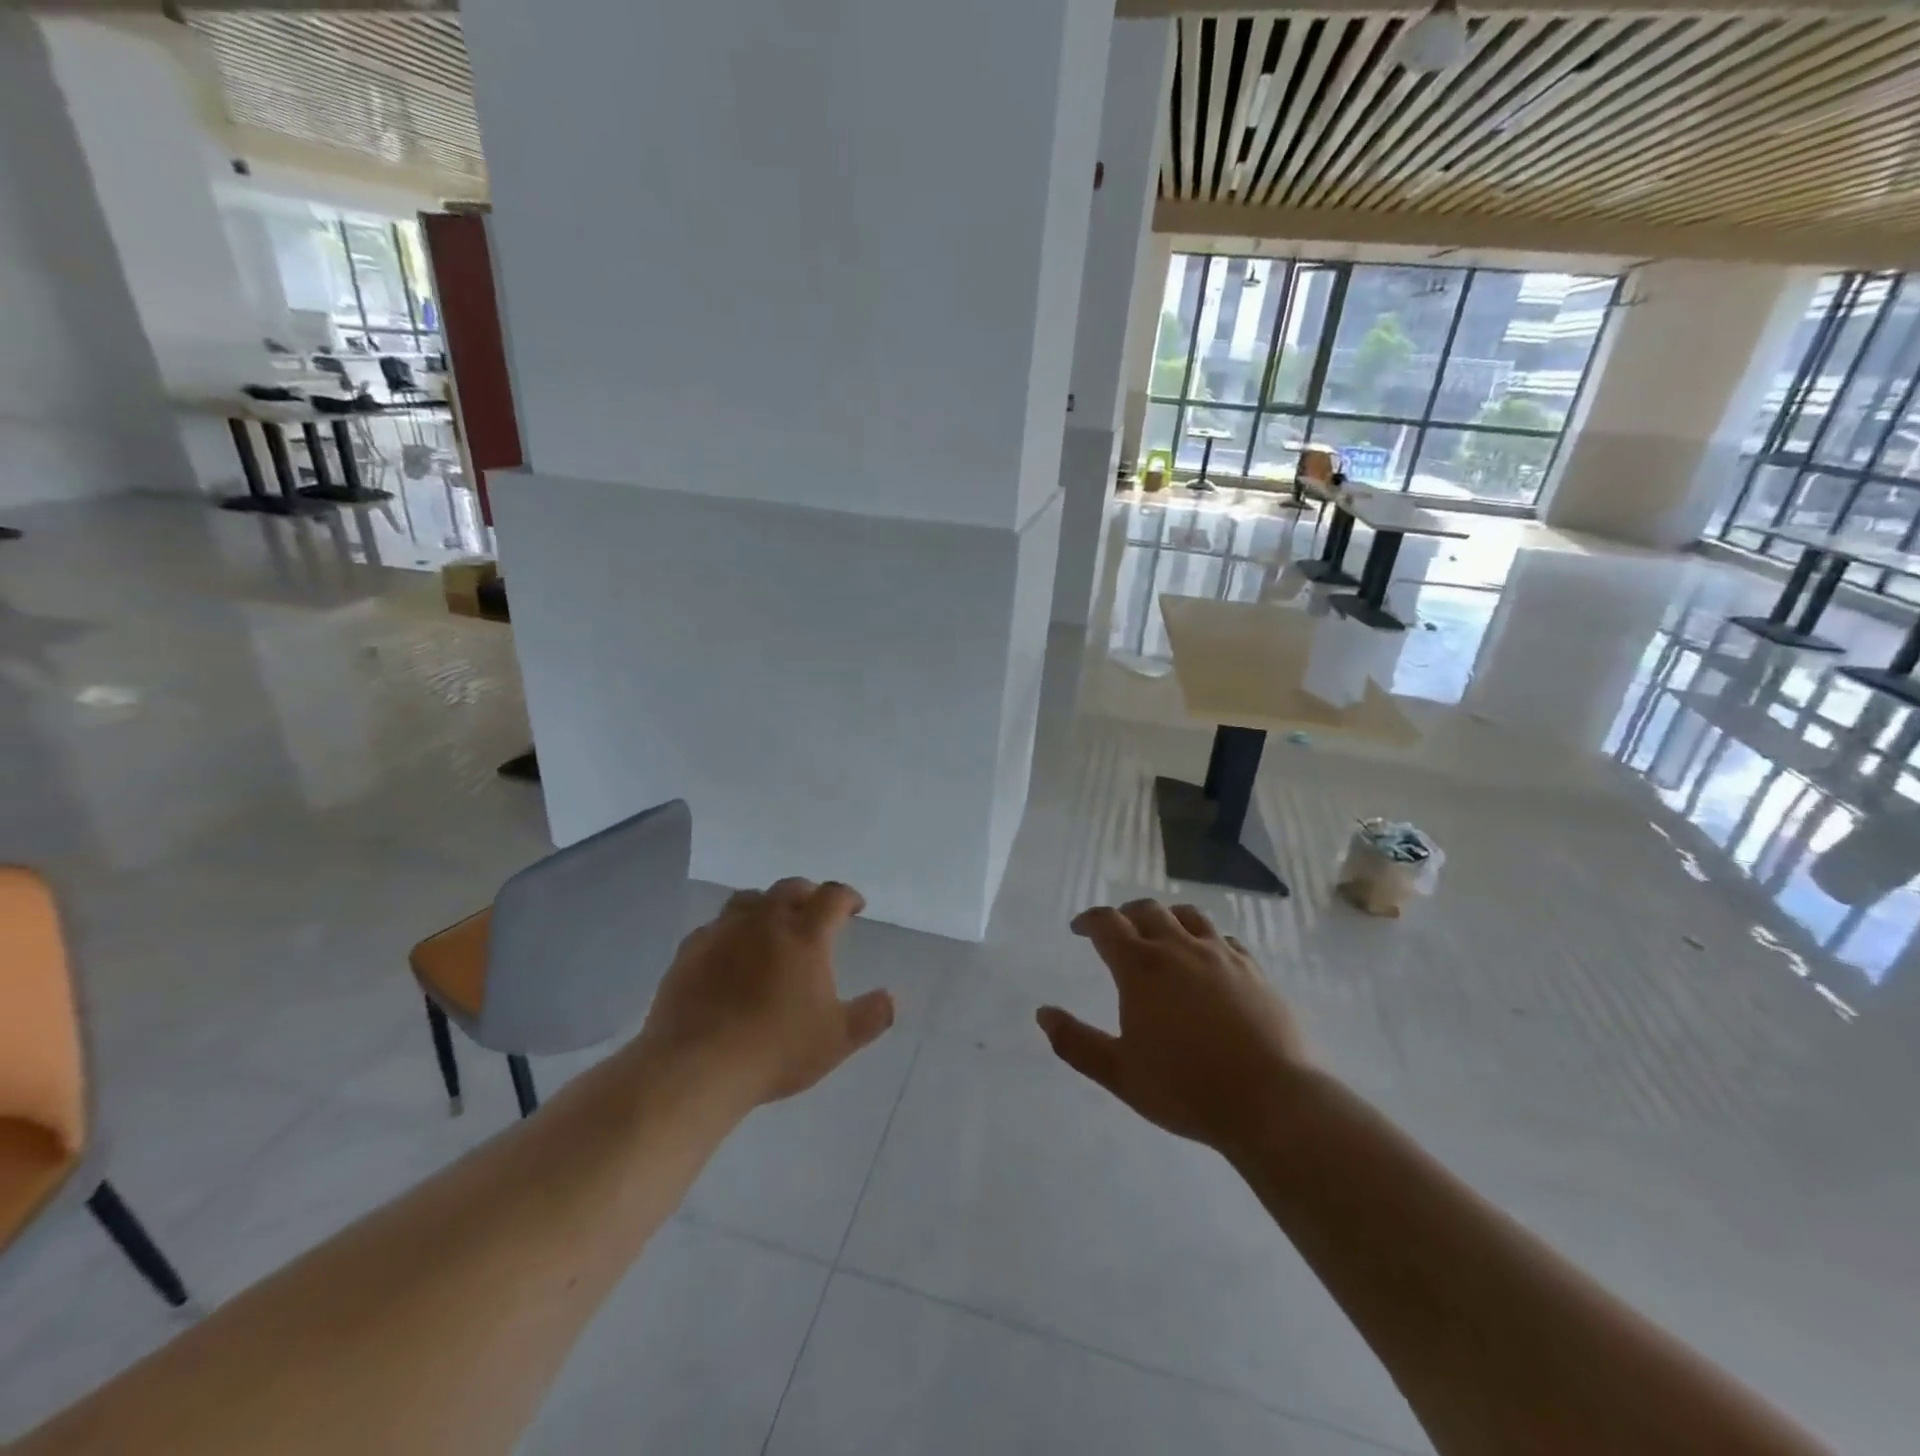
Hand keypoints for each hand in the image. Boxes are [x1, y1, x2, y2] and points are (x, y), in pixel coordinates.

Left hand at [636, 878, 894, 1109]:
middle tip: (815, 912)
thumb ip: (871, 1016)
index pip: (832, 897)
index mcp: (805, 935)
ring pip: (749, 900)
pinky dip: (730, 931)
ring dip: (767, 906)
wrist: (696, 1066)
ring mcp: (723, 932)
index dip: (847, 897)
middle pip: (790, 888)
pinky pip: (714, 927)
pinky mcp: (690, 950)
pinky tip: (729, 953)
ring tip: (771, 925)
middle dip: (808, 895)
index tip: (855, 907)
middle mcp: (765, 921)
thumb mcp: (837, 1040)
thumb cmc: (775, 1050)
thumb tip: (891, 998)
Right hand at [1037, 900, 1309, 1155]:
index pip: (1107, 924)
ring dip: (1167, 917)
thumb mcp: (1119, 1073)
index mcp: (1141, 968)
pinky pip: (1225, 939)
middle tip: (1118, 930)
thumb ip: (1076, 1042)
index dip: (1089, 920)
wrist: (1270, 1101)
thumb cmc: (1186, 1089)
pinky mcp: (1254, 970)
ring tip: (1162, 933)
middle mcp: (1178, 949)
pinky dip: (1206, 939)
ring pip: (1188, 915)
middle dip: (1126, 914)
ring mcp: (1221, 955)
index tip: (1079, 928)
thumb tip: (1043, 1014)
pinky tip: (1208, 958)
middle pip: (1147, 910)